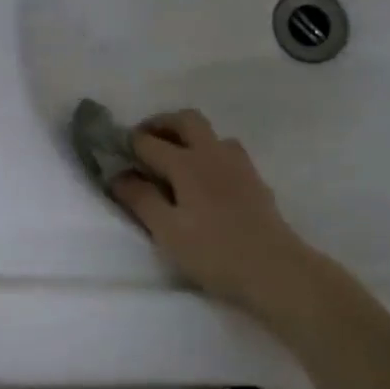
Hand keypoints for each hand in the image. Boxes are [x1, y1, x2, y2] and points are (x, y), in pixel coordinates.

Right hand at [109, 109, 315, 313]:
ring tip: (174, 159)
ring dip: (188, 136)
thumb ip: (141, 200)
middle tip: (144, 141)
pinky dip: (208, 152)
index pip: (150, 143)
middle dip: (161, 124)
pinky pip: (226, 151)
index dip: (129, 144)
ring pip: (211, 133)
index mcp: (187, 163)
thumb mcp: (168, 231)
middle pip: (186, 120)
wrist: (275, 268)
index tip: (114, 151)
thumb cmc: (214, 252)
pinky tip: (204, 179)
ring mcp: (238, 164)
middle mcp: (213, 153)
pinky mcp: (254, 179)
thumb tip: (118, 175)